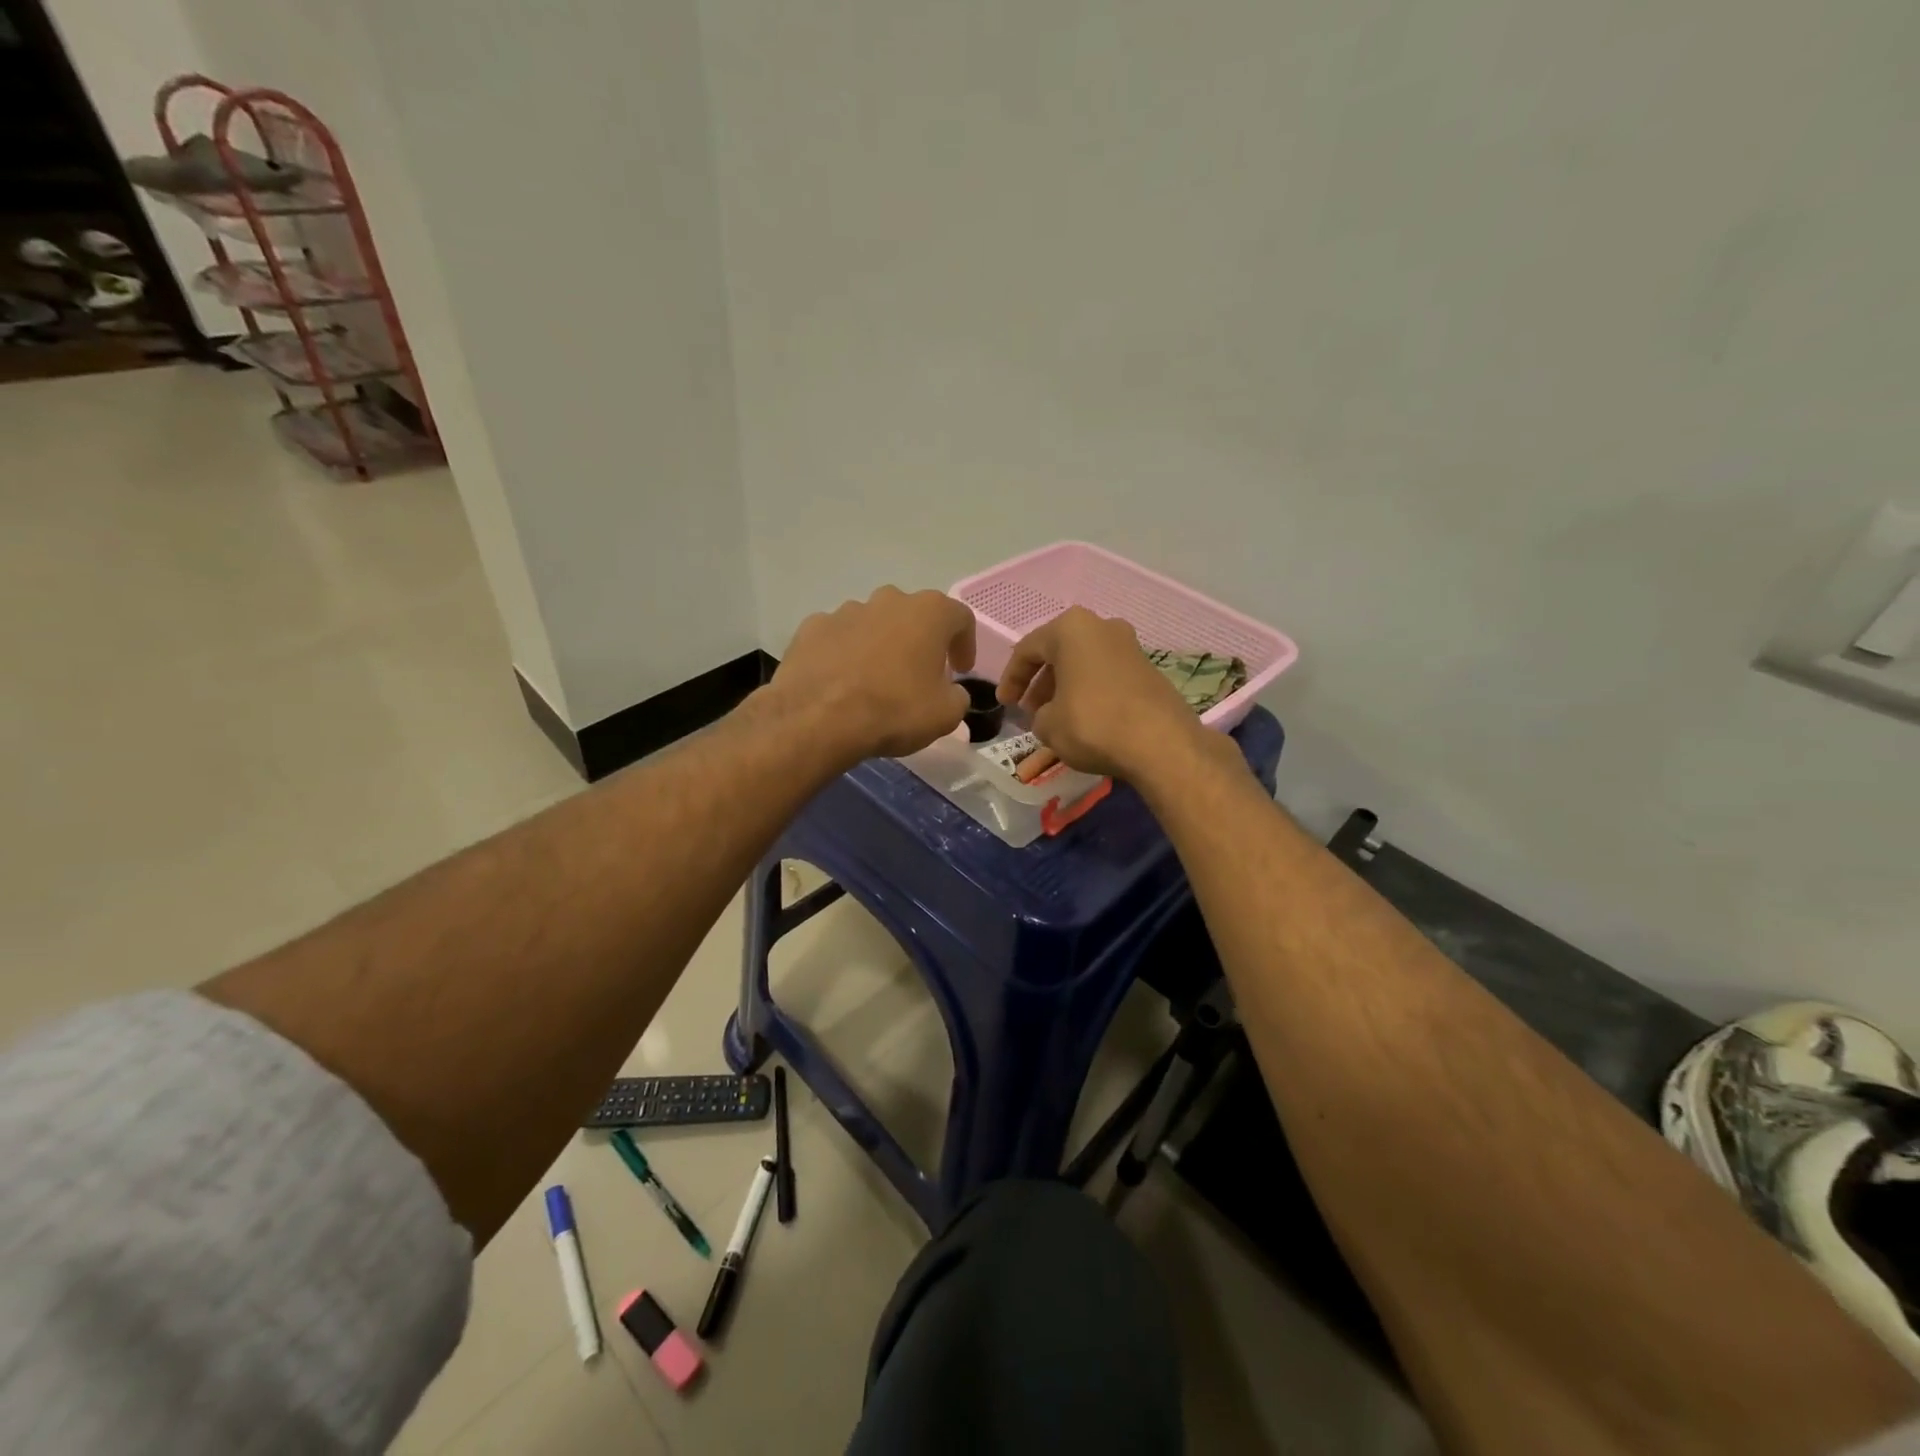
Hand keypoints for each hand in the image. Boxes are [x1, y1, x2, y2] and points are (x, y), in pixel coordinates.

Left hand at [768, 587, 976, 762]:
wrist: (819, 718)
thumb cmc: (894, 710)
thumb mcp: (945, 715)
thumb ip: (957, 697)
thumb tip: (951, 692)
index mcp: (928, 612)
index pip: (960, 618)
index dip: (965, 644)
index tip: (960, 670)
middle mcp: (888, 600)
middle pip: (914, 615)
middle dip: (920, 641)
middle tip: (919, 674)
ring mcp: (846, 610)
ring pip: (874, 624)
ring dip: (881, 645)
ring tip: (876, 681)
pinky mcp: (813, 627)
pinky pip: (839, 637)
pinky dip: (845, 654)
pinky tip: (842, 682)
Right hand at [995, 607, 1209, 780]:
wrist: (1161, 743)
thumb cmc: (1093, 724)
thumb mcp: (1048, 725)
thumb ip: (1039, 715)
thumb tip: (1049, 716)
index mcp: (1071, 629)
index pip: (1027, 649)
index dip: (1011, 679)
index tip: (1005, 704)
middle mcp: (1102, 626)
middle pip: (1059, 652)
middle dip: (1040, 682)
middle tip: (1029, 710)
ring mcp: (1129, 646)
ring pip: (1084, 663)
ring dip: (1065, 687)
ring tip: (1054, 717)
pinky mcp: (1149, 668)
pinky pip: (1106, 675)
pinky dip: (1090, 692)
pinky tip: (1084, 719)